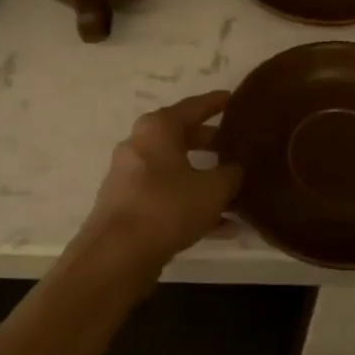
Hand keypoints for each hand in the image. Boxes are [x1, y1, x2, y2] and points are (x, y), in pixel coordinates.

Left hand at [85, 91, 241, 266]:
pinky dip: (191, 204)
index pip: (194, 106)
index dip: (217, 102)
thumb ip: (231, 174)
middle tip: (238, 146)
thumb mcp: (213, 189)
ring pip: (176, 170)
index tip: (236, 99)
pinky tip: (222, 226)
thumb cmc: (167, 207)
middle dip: (212, 143)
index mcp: (158, 128)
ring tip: (236, 190)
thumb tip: (236, 169)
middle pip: (182, 137)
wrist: (116, 254)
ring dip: (203, 179)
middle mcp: (140, 145)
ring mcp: (130, 177)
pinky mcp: (128, 206)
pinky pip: (167, 197)